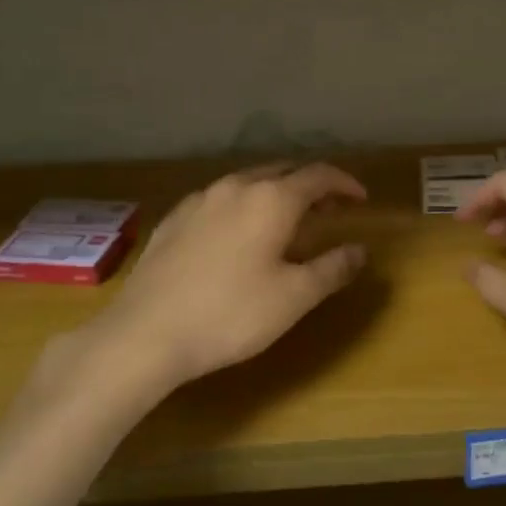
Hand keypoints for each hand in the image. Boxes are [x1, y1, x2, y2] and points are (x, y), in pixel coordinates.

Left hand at [85, 162, 367, 391]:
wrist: (145, 333)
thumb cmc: (230, 314)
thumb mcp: (294, 297)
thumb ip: (332, 268)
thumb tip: (360, 250)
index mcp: (271, 199)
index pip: (318, 175)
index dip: (344, 183)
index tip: (360, 199)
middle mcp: (236, 187)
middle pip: (283, 171)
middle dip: (311, 186)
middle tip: (328, 210)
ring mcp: (200, 199)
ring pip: (249, 182)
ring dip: (275, 194)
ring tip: (286, 221)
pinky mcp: (174, 218)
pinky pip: (220, 199)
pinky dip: (243, 206)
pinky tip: (238, 234)